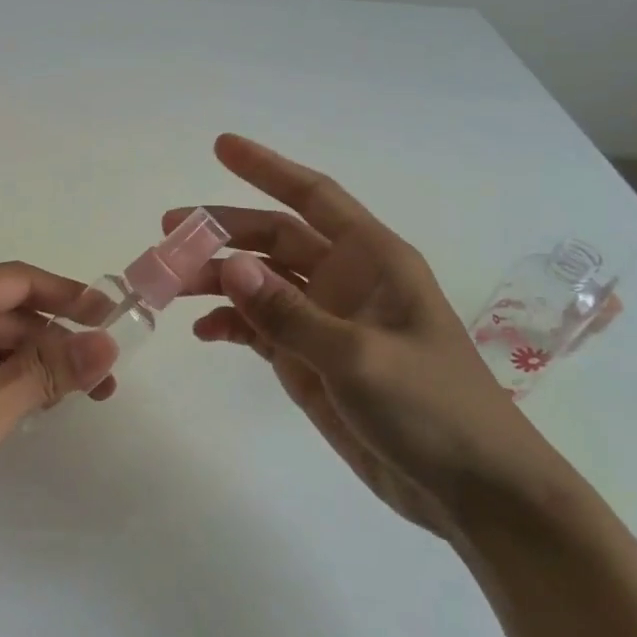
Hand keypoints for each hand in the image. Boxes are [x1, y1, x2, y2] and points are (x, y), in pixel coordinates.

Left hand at [0, 264, 119, 529]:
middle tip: (98, 383)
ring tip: (64, 401)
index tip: (112, 319)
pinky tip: (15, 408)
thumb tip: (106, 345)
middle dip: (52, 344)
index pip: (19, 281)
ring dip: (24, 365)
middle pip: (3, 313)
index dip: (70, 296)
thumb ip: (44, 375)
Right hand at [169, 135, 559, 535]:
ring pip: (258, 282)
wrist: (471, 490)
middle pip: (271, 239)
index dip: (267, 168)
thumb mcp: (360, 358)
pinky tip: (202, 331)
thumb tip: (229, 267)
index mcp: (371, 259)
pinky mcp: (309, 359)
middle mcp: (343, 279)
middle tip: (166, 238)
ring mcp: (323, 320)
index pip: (312, 196)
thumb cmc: (433, 409)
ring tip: (166, 286)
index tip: (221, 146)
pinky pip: (259, 327)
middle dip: (220, 233)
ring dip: (215, 279)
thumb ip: (290, 313)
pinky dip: (229, 324)